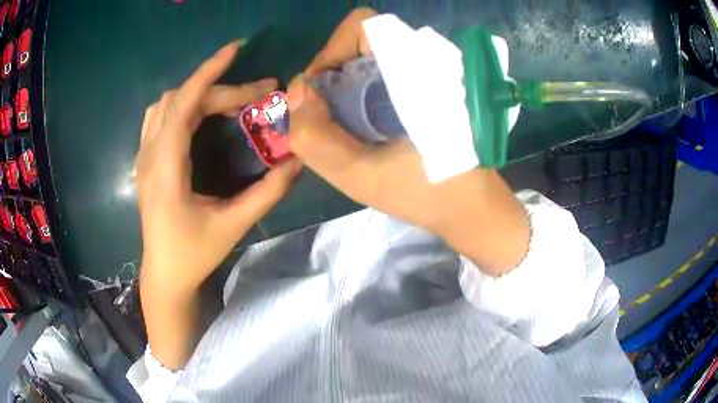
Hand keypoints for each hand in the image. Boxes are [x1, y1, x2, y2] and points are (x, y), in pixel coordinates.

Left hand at [137, 41, 300, 296]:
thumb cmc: (194, 254)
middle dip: (220, 89)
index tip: (236, 50)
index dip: (209, 72)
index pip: (184, 103)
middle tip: (257, 95)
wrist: (164, 275)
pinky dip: (180, 104)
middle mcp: (150, 155)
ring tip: (228, 101)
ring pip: (166, 105)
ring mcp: (144, 157)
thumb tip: (297, 161)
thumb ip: (267, 193)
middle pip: (182, 100)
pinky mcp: (145, 162)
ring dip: (198, 94)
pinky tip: (197, 114)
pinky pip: (157, 118)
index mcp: (167, 168)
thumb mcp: (233, 225)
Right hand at [288, 9, 529, 274]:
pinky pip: (383, 74)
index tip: (320, 93)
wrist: (471, 205)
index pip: (361, 26)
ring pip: (370, 60)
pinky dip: (362, 93)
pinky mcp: (429, 88)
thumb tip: (296, 92)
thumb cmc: (426, 192)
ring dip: (345, 86)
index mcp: (415, 70)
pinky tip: (363, 126)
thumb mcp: (362, 177)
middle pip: (361, 43)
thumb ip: (316, 139)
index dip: (331, 52)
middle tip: (327, 115)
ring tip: (343, 126)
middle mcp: (422, 61)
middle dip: (333, 75)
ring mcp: (428, 73)